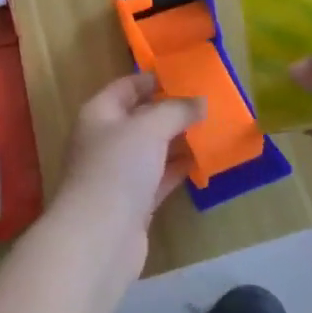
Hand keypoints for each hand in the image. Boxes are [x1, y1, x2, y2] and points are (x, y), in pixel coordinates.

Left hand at [47, 71, 203, 281]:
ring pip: (152, 149)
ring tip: (212, 129)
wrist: (99, 237)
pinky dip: (178, 169)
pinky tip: (203, 162)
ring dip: (178, 141)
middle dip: (171, 111)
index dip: (153, 79)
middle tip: (207, 103)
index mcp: (99, 114)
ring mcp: (118, 174)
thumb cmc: (118, 168)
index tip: (185, 75)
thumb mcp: (149, 127)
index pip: (126, 87)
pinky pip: (159, 178)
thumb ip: (176, 110)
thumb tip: (200, 101)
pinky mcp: (133, 203)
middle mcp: (105, 140)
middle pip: (140, 118)